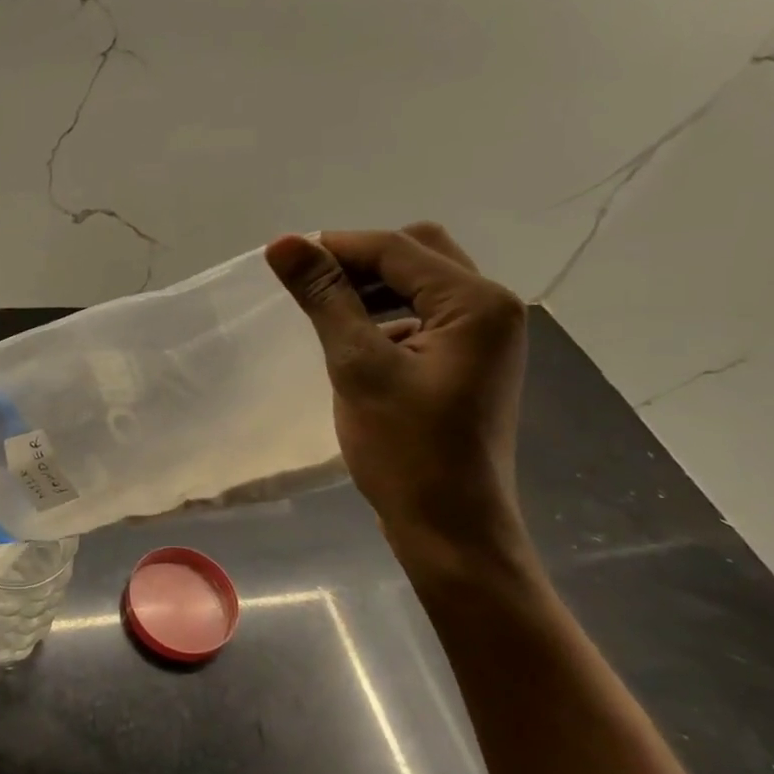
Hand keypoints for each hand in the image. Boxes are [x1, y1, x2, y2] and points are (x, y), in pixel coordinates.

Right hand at [265, 224, 527, 548]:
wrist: (451, 529)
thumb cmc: (406, 451)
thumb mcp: (358, 366)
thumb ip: (325, 298)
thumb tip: (283, 243)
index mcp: (476, 303)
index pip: (397, 249)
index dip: (336, 246)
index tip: (282, 257)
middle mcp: (491, 307)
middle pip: (418, 254)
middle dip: (360, 261)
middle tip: (309, 284)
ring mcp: (485, 336)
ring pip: (421, 284)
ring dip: (373, 287)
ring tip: (326, 309)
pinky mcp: (470, 361)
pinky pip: (426, 316)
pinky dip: (388, 315)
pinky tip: (355, 340)